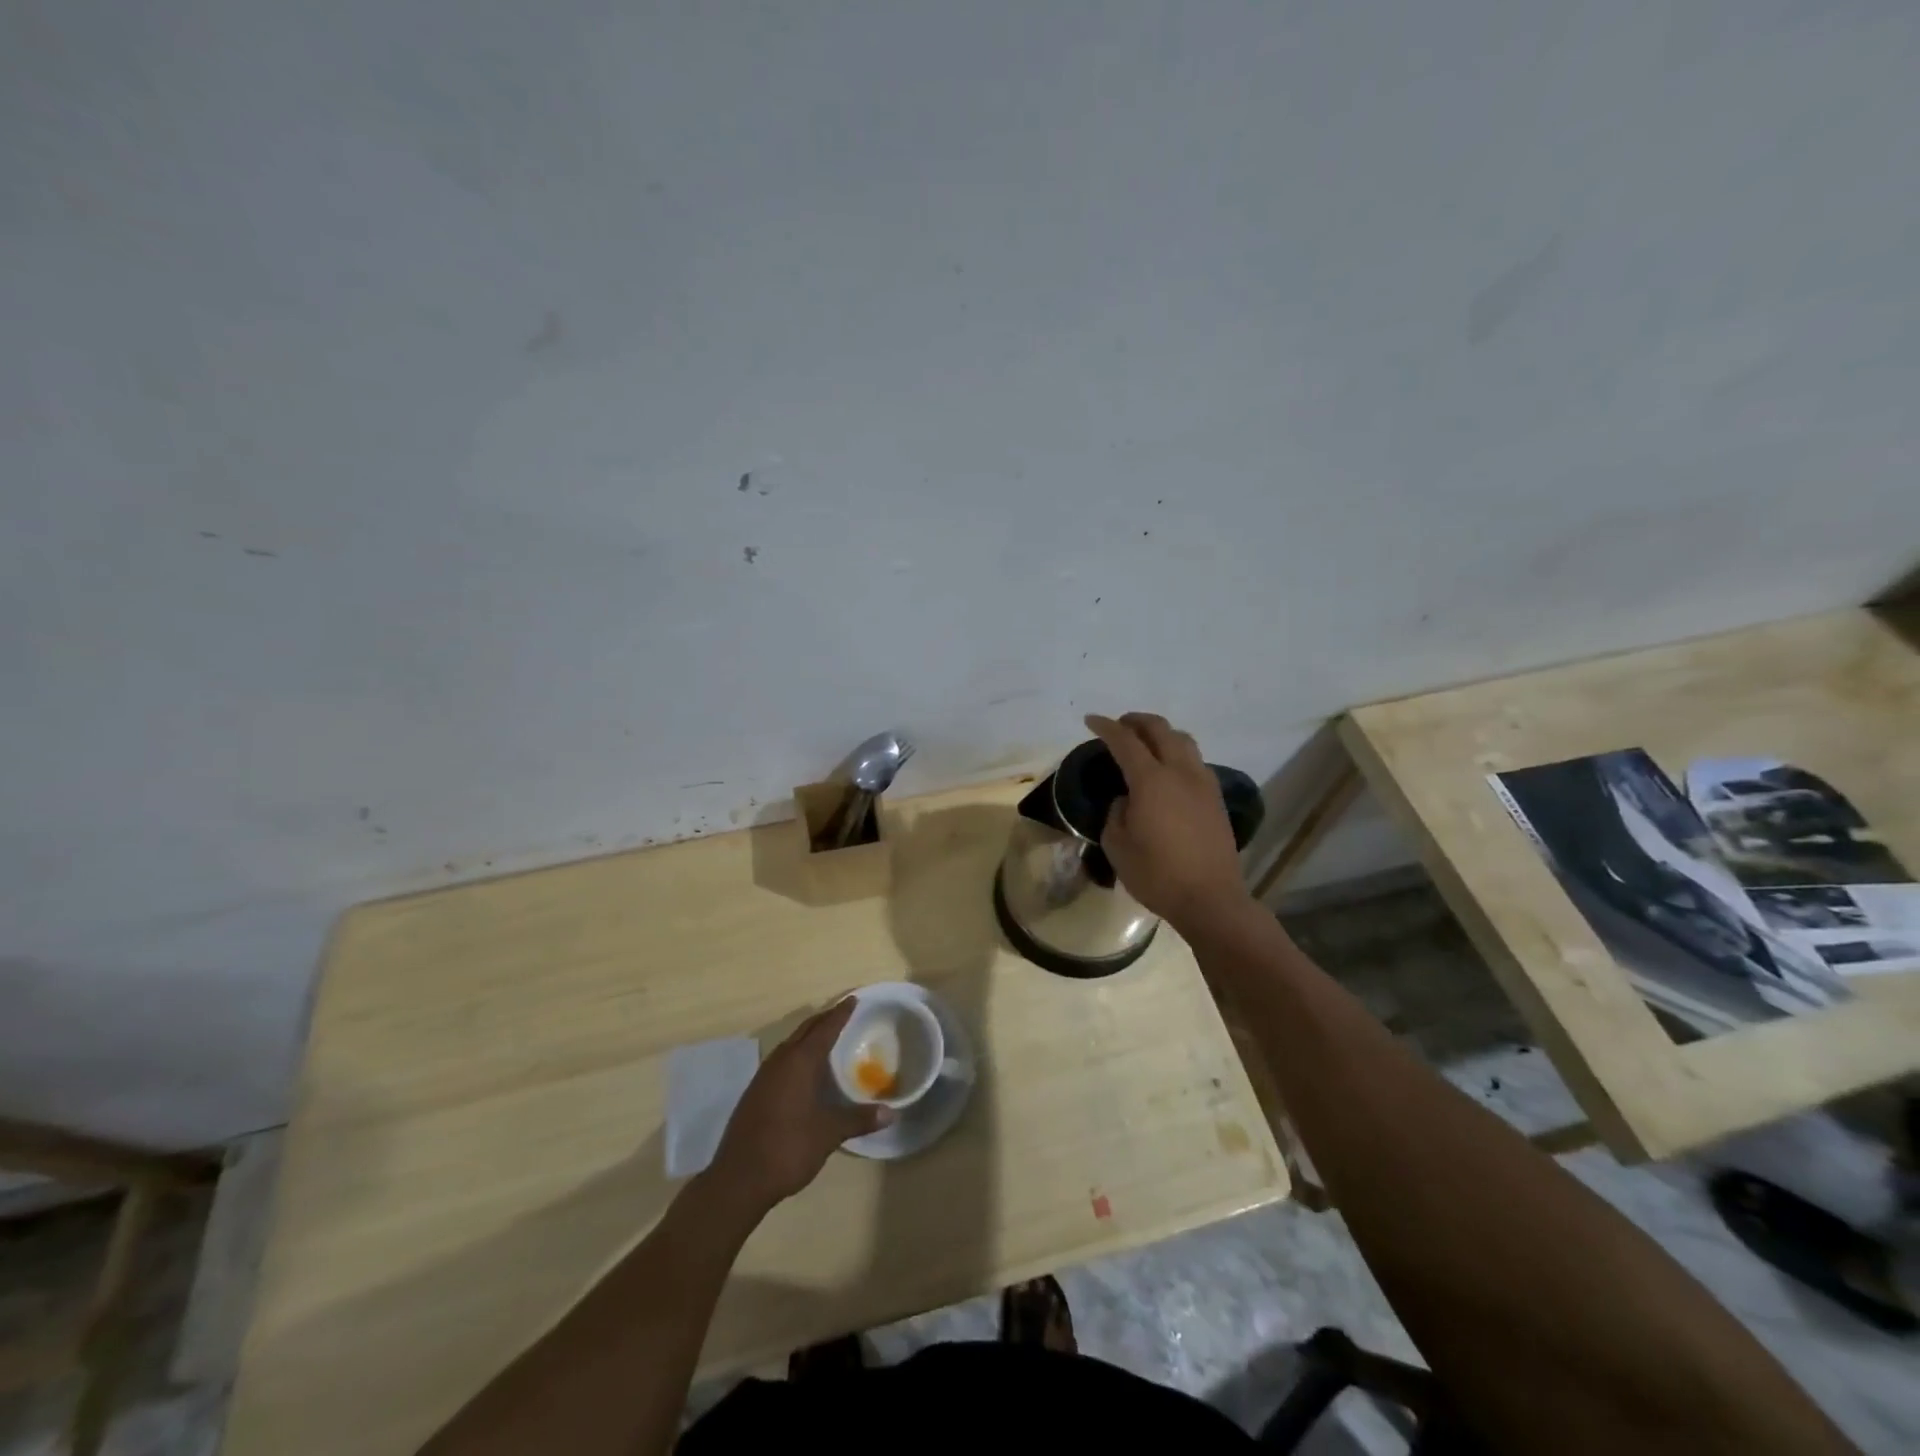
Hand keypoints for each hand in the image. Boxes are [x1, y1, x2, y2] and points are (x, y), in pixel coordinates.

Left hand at [707, 999, 892, 1214]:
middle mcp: (780, 1062)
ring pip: (790, 1044)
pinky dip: (797, 1054)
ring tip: (826, 1036)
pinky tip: (803, 1070)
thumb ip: (859, 1119)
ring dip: (808, 1036)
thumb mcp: (828, 1134)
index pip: (824, 1029)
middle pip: (805, 1030)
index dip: (840, 1014)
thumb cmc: (788, 1148)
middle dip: (824, 1019)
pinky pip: (781, 1060)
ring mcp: (763, 1077)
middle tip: (843, 1012)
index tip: (853, 999)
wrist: (738, 1179)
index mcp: (800, 1063)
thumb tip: (891, 1112)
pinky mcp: (755, 1093)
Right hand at [1085, 712, 1252, 930]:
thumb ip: (1117, 813)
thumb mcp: (1118, 845)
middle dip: (1136, 721)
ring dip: (1161, 734)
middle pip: (1160, 730)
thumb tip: (1127, 800)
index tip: (1091, 720)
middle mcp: (1180, 772)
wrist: (1211, 899)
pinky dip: (1177, 754)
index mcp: (1151, 781)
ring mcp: (1203, 784)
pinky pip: (1195, 761)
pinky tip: (1167, 771)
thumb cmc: (1157, 875)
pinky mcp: (1216, 799)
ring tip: (1145, 744)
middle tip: (1119, 726)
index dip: (1106, 727)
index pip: (1125, 741)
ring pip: (1183, 741)